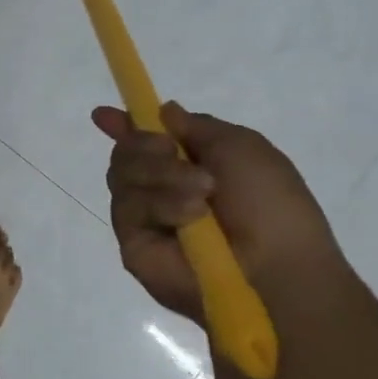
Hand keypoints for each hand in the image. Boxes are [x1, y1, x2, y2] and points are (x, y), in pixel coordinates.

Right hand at [93, 102, 346, 323]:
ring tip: (202, 193)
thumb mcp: (242, 147)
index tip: (103, 116)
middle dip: (146, 147)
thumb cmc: (270, 204)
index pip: (145, 143)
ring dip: (162, 176)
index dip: (123, 127)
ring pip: (121, 177)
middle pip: (125, 154)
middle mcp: (161, 191)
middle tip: (171, 153)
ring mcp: (144, 219)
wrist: (274, 266)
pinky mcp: (132, 244)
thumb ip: (196, 127)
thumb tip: (162, 112)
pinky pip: (127, 208)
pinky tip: (189, 216)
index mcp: (190, 166)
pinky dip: (159, 204)